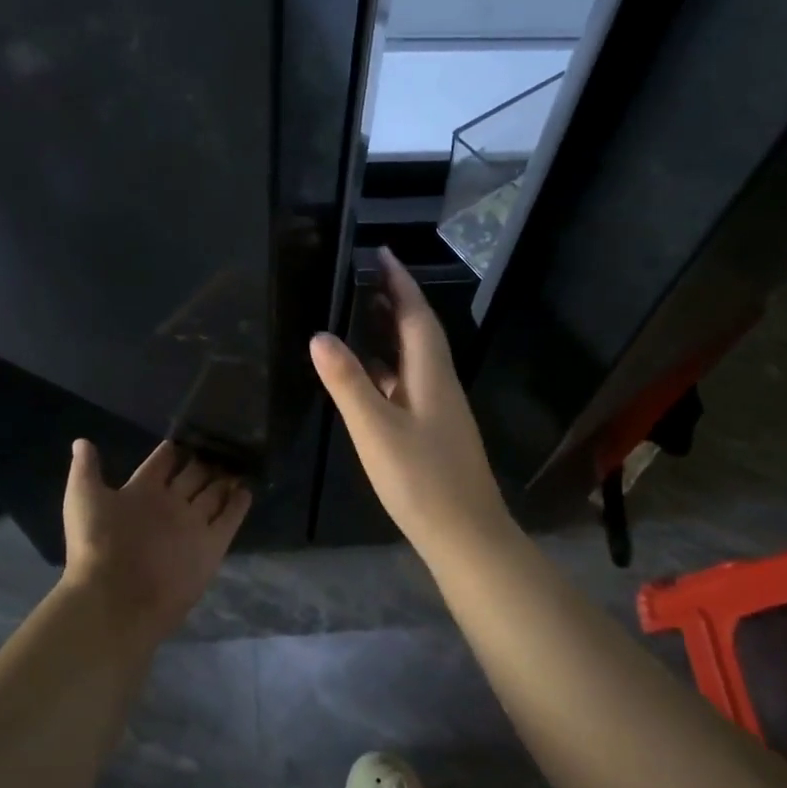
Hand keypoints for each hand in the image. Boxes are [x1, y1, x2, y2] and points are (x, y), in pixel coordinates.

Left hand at [61, 439, 251, 645]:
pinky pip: (229, 519)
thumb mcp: (84, 499)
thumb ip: (86, 469)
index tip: (188, 434)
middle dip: (205, 461)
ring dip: (225, 479)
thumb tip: (81, 441)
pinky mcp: (211, 545)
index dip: (173, 450)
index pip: (162, 463)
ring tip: (241, 461)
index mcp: (141, 493)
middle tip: (224, 443)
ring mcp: (192, 525)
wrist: (115, 599)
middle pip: (193, 476)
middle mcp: (169, 506)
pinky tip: (247, 488)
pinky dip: (238, 504)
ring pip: (213, 494)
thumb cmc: (97, 545)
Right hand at [309, 248, 510, 553]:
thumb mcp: (376, 430)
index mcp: (431, 374)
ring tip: (364, 313)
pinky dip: (390, 367)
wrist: (466, 535)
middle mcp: (440, 383)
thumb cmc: (421, 479)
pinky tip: (372, 375)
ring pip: (416, 358)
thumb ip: (348, 383)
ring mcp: (440, 409)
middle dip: (397, 300)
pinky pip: (411, 383)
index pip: (416, 314)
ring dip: (394, 332)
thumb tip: (320, 335)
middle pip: (420, 331)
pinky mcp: (435, 431)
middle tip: (368, 276)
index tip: (382, 252)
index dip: (400, 281)